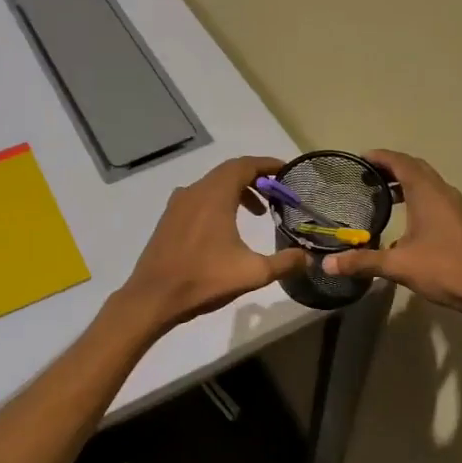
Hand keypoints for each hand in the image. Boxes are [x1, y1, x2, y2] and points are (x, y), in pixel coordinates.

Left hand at [118, 157, 309, 331]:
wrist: (153, 298)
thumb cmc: (204, 280)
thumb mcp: (252, 273)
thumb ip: (284, 262)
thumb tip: (308, 257)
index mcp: (215, 195)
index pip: (245, 165)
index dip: (268, 164)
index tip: (286, 171)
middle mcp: (195, 191)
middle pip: (229, 172)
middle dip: (256, 178)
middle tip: (277, 194)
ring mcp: (178, 203)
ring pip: (213, 184)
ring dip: (237, 191)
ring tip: (258, 212)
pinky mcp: (169, 218)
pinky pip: (199, 197)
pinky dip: (219, 201)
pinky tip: (227, 226)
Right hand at [321, 150, 461, 322]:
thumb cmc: (444, 269)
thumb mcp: (398, 265)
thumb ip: (362, 262)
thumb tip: (327, 264)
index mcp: (427, 193)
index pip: (401, 162)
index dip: (380, 157)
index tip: (360, 159)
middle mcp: (442, 192)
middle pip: (415, 168)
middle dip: (391, 167)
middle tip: (366, 175)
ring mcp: (455, 206)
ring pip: (427, 182)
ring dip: (405, 182)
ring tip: (382, 194)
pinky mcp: (461, 221)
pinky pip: (435, 196)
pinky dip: (417, 196)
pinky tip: (406, 218)